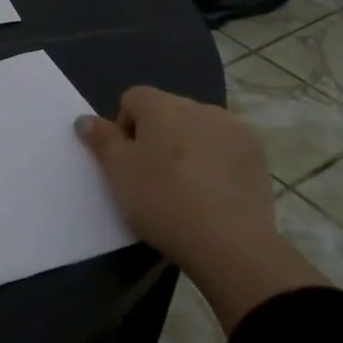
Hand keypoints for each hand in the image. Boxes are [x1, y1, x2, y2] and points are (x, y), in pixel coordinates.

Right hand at [77, 87, 324, 329]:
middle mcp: (200, 107)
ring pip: (198, 128)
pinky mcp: (257, 154)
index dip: (124, 127)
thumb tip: (85, 119)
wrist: (229, 244)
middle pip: (167, 111)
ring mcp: (234, 129)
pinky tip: (212, 192)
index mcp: (163, 106)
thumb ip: (101, 140)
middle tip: (153, 177)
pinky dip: (214, 160)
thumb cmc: (163, 202)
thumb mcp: (118, 173)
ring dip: (187, 146)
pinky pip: (224, 146)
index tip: (127, 163)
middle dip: (156, 135)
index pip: (133, 98)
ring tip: (185, 186)